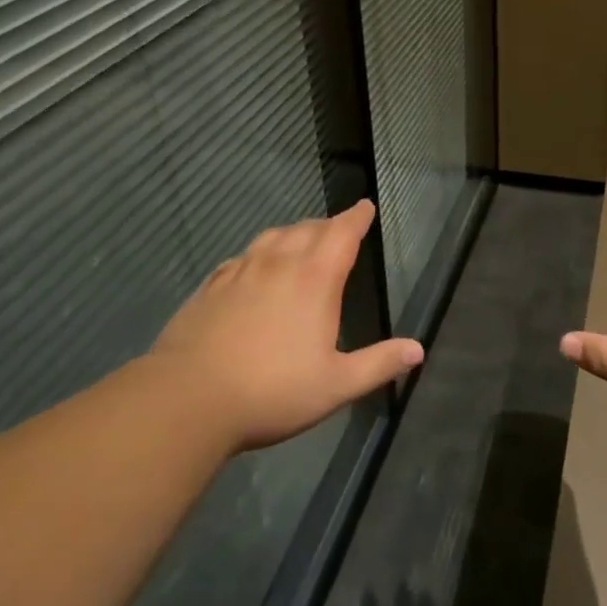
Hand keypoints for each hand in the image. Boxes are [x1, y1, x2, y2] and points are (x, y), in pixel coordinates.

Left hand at [149, 200, 422, 451]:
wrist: (189, 399)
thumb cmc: (272, 391)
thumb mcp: (336, 385)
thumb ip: (379, 364)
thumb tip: (417, 349)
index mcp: (314, 279)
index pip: (342, 233)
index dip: (356, 217)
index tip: (365, 206)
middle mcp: (278, 264)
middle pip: (308, 229)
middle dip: (328, 225)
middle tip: (339, 229)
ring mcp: (240, 272)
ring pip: (272, 237)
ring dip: (293, 234)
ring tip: (300, 241)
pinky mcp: (211, 287)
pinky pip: (241, 258)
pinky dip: (257, 255)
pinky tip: (253, 268)